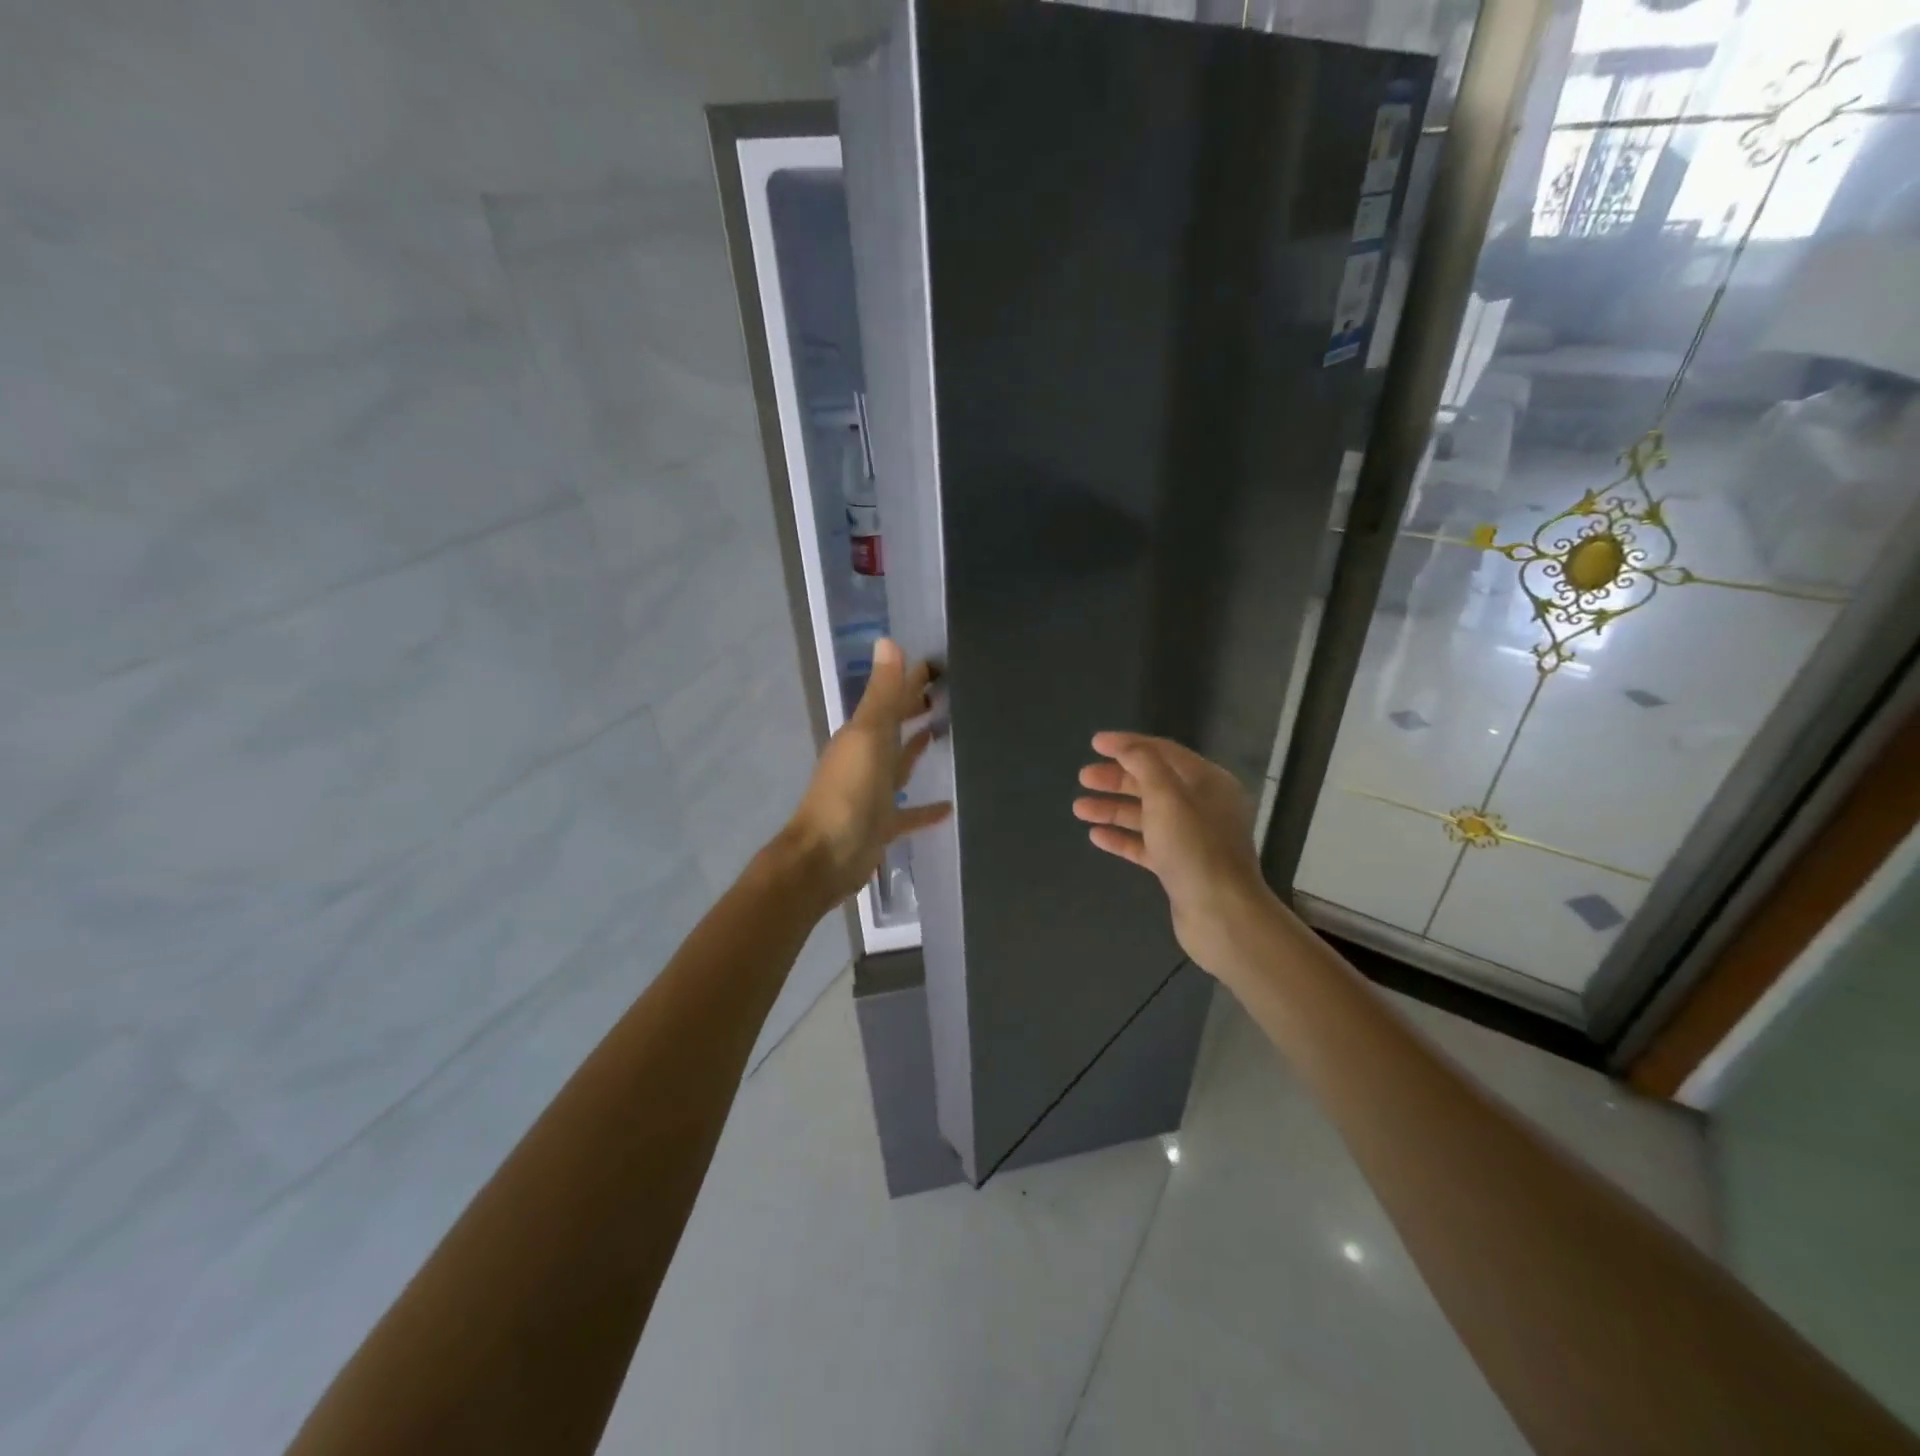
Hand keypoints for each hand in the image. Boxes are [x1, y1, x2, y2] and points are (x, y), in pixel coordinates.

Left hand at [786, 639, 951, 906]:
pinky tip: (950, 806)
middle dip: (913, 710)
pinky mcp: (882, 825)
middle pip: (894, 728)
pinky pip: (909, 813)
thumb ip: (882, 694)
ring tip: (944, 733)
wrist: (826, 856)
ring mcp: (873, 793)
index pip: (889, 698)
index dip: (910, 680)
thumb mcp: (868, 736)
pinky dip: (926, 808)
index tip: (938, 666)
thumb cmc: (848, 792)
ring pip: (899, 764)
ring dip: (916, 749)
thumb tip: (888, 641)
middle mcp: (865, 759)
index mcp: (861, 735)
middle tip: (945, 695)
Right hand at [1073, 732, 1277, 980]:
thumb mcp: (1167, 796)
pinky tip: (1096, 836)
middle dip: (1116, 778)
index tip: (1095, 743)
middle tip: (1083, 778)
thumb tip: (1126, 747)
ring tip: (1079, 808)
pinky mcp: (1179, 866)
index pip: (1163, 752)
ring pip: (1145, 814)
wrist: (1221, 914)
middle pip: (1152, 782)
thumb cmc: (1194, 848)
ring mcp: (1191, 838)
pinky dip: (1122, 837)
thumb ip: (1145, 764)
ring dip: (1112, 808)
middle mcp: (1202, 805)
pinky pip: (1145, 844)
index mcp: (1208, 782)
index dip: (1128, 745)